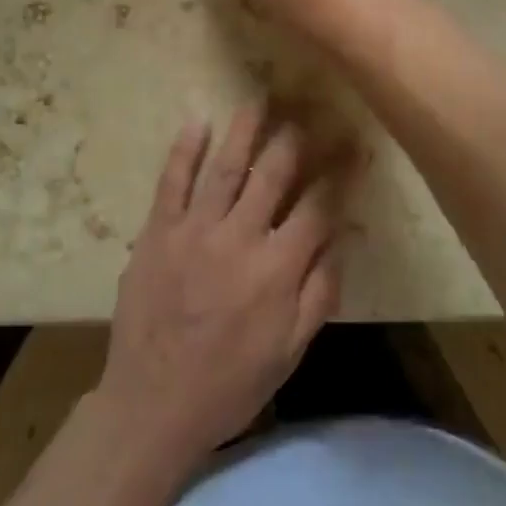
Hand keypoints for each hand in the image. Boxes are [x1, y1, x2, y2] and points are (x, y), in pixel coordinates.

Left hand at [97, 104, 341, 468]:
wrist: (152, 406)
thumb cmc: (229, 384)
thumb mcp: (289, 351)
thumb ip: (319, 293)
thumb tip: (341, 239)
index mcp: (277, 270)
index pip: (317, 208)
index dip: (339, 174)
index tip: (353, 146)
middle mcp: (239, 239)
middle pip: (272, 176)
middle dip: (294, 140)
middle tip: (306, 109)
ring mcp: (194, 231)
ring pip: (224, 168)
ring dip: (244, 131)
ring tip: (259, 99)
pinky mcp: (157, 232)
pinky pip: (171, 182)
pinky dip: (184, 150)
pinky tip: (197, 121)